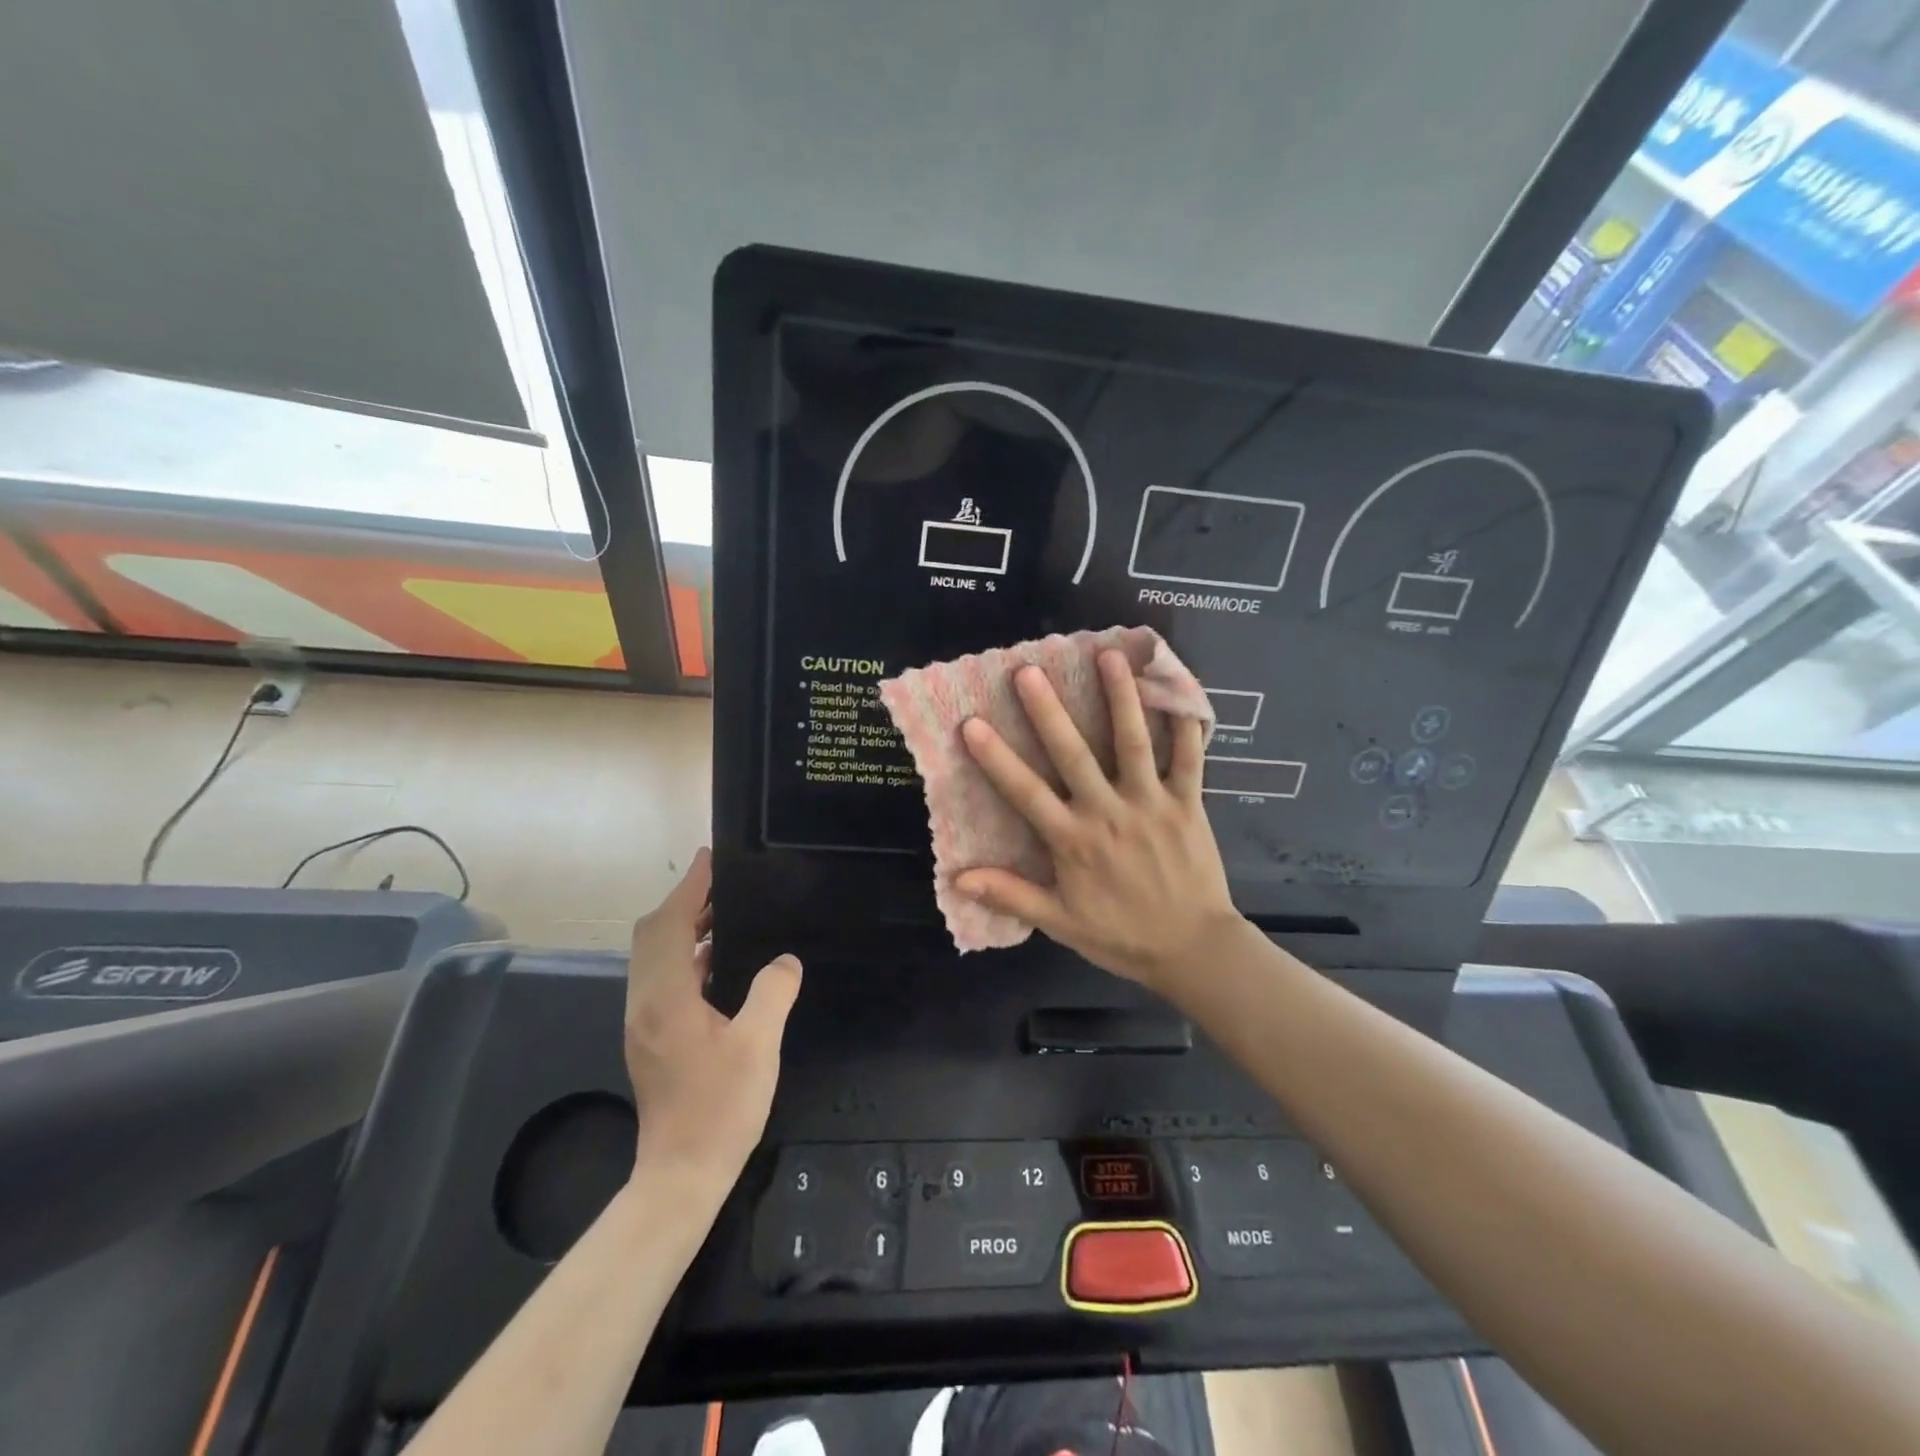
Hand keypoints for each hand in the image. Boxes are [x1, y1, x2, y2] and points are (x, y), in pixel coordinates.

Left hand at [624, 849, 800, 1182]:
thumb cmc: (720, 1108)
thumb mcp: (757, 1045)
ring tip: (724, 914)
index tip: (710, 859)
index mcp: (665, 998)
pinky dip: (686, 956)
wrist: (681, 1175)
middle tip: (722, 884)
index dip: (689, 888)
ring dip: (684, 929)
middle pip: (653, 936)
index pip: (670, 925)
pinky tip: (718, 962)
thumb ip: (772, 993)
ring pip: (655, 957)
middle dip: (683, 903)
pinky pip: (663, 978)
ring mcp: (643, 1022)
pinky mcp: (651, 1038)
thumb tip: (785, 960)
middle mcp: (644, 1003)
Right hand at [954, 650, 1240, 997]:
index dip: (997, 759)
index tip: (972, 724)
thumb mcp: (1061, 923)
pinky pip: (1188, 757)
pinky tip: (1178, 687)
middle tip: (1029, 671)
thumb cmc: (1122, 935)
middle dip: (1049, 712)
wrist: (1193, 950)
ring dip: (1120, 698)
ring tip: (1109, 656)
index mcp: (1074, 841)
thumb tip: (958, 878)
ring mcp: (1151, 804)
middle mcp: (1109, 813)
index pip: (1026, 794)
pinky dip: (1185, 722)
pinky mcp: (1188, 803)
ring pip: (1133, 743)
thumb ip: (1012, 896)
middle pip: (1074, 755)